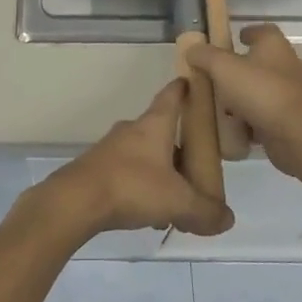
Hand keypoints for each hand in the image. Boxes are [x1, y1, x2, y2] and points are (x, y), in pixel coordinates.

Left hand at [38, 80, 234, 238]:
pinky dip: (142, 187)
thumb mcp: (179, 202)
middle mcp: (131, 130)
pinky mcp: (96, 169)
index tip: (194, 82)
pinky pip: (127, 173)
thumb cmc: (131, 187)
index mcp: (154, 125)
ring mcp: (111, 149)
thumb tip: (227, 219)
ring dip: (161, 172)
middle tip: (198, 165)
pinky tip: (149, 214)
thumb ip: (206, 211)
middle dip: (179, 145)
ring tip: (176, 200)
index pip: (172, 95)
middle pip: (161, 130)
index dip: (185, 88)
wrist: (75, 201)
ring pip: (144, 155)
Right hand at [187, 24, 301, 175]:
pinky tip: (231, 128)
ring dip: (241, 97)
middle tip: (214, 76)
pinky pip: (263, 115)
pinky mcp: (289, 119)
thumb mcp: (223, 68)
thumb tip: (193, 49)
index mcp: (274, 46)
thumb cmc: (261, 92)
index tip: (232, 40)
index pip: (263, 31)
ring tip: (217, 105)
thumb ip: (205, 56)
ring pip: (260, 90)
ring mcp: (290, 94)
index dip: (246, 33)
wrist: (296, 136)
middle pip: (259, 62)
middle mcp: (286, 66)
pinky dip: (249, 120)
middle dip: (237, 69)